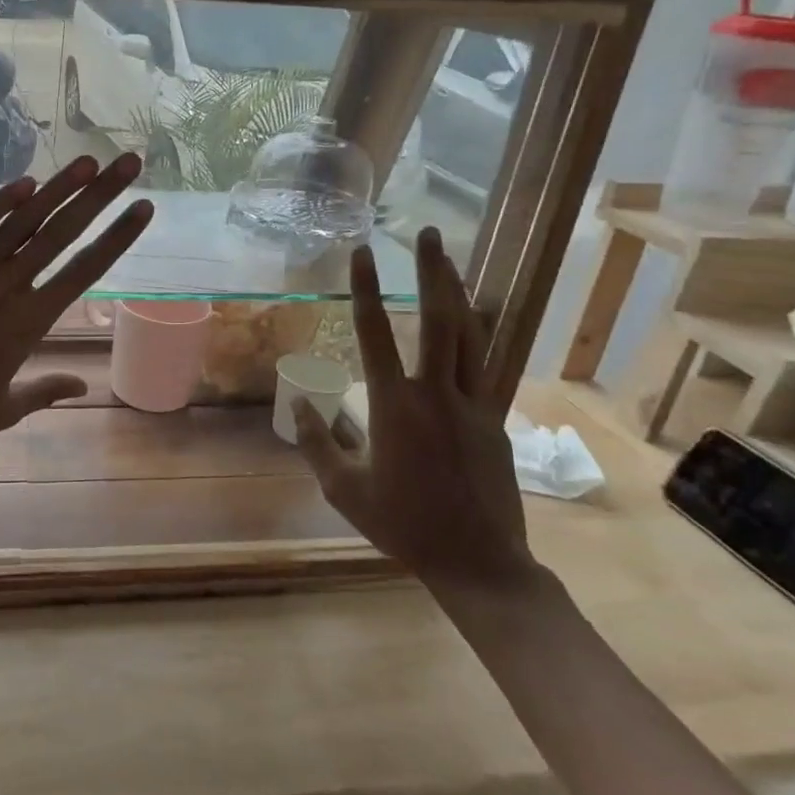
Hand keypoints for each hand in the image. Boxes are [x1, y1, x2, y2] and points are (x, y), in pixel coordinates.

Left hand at [0, 153, 152, 467]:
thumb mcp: (2, 410)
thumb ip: (45, 391)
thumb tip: (84, 387)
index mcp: (28, 327)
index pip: (84, 271)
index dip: (117, 237)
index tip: (143, 208)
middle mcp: (4, 292)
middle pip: (60, 235)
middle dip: (99, 196)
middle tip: (128, 163)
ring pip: (20, 223)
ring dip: (56, 189)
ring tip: (86, 161)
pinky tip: (25, 182)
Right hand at [292, 227, 536, 600]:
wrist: (479, 562)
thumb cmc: (403, 525)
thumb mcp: (344, 490)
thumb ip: (318, 443)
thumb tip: (299, 406)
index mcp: (395, 407)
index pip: (376, 334)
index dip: (365, 289)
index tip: (361, 253)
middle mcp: (438, 394)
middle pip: (440, 319)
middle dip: (433, 271)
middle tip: (429, 233)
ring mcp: (474, 405)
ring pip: (472, 336)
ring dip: (460, 293)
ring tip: (451, 261)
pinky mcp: (495, 421)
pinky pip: (487, 366)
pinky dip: (480, 334)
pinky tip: (476, 320)